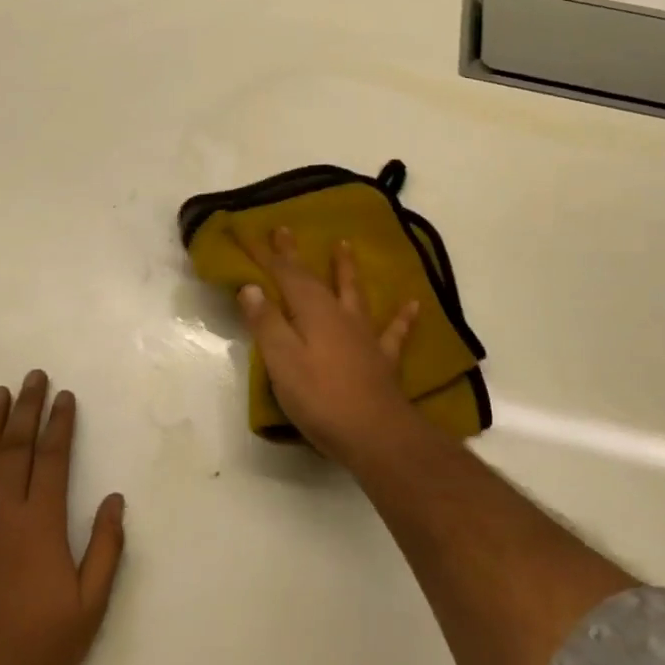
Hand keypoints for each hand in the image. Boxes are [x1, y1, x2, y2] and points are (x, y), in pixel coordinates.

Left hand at [0, 371, 124, 664]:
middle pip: (15, 450)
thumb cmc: (39, 655)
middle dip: (25, 410)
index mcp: (41, 526)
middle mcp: (2, 517)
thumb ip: (106, 549)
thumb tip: (116, 499)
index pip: (53, 460)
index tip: (64, 396)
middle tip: (31, 377)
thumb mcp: (90, 607)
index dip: (59, 424)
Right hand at [237, 228, 420, 460]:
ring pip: (353, 293)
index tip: (251, 234)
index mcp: (312, 312)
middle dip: (295, 256)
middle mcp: (339, 315)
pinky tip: (413, 304)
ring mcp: (364, 335)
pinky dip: (402, 317)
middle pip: (314, 278)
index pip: (284, 275)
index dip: (266, 255)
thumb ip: (266, 323)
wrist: (376, 434)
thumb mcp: (282, 361)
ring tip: (345, 245)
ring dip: (346, 269)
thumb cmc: (320, 398)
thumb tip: (251, 286)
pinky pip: (394, 331)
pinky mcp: (382, 359)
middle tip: (285, 230)